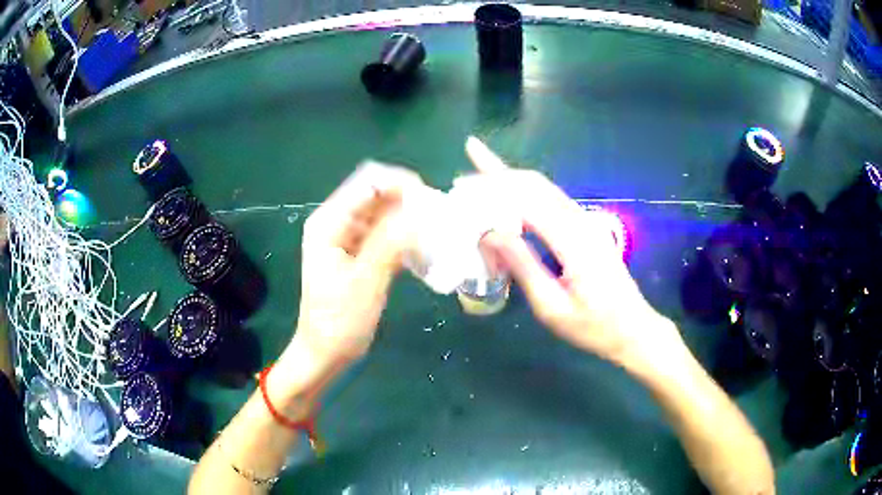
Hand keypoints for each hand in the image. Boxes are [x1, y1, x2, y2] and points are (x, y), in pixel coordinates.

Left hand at [292, 162, 422, 366]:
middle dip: (409, 201)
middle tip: (440, 218)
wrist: (325, 353)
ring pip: (385, 214)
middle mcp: (337, 222)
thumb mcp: (365, 281)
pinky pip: (386, 234)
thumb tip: (421, 209)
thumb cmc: (339, 322)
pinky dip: (405, 237)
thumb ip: (391, 241)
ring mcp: (348, 238)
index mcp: (329, 222)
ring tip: (437, 233)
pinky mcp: (359, 254)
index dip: (401, 184)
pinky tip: (424, 249)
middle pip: (378, 194)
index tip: (433, 201)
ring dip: (410, 219)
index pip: (369, 183)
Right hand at [466, 137, 682, 368]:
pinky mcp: (585, 229)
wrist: (632, 329)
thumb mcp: (552, 306)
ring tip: (483, 169)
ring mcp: (585, 223)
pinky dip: (527, 192)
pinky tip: (511, 193)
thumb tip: (490, 232)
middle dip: (500, 171)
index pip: (526, 201)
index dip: (493, 188)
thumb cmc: (592, 326)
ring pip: (545, 189)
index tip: (463, 184)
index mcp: (572, 240)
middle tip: (469, 162)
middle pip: (536, 185)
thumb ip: (522, 266)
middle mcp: (580, 222)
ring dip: (513, 178)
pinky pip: (552, 201)